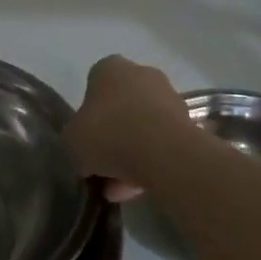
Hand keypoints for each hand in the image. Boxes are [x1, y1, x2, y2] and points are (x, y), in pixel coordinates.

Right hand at [64, 55, 191, 202]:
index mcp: (109, 68)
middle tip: (101, 166)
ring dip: (130, 154)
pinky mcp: (188, 123)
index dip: (87, 114)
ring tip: (119, 189)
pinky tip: (138, 190)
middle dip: (112, 136)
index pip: (93, 85)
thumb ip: (75, 138)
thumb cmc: (109, 134)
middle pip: (120, 106)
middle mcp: (141, 74)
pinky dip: (150, 163)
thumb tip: (85, 148)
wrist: (164, 153)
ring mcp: (168, 97)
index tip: (85, 138)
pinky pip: (161, 143)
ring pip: (142, 127)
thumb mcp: (72, 140)